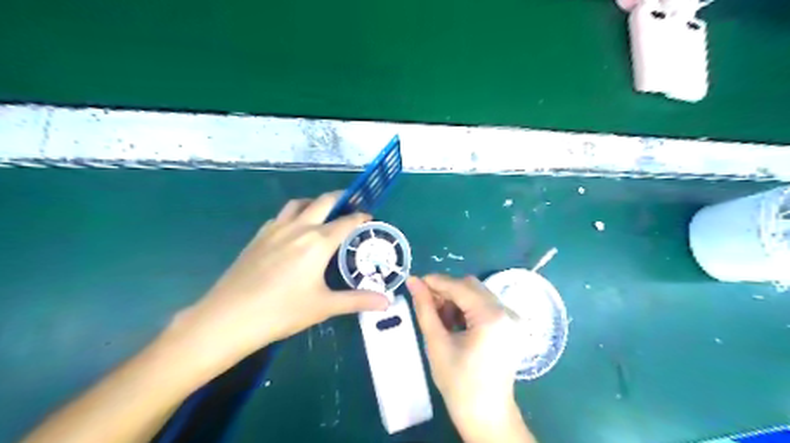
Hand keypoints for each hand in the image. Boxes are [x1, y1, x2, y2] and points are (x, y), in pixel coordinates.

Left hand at [175, 192, 390, 368]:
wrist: (228, 318)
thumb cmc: (281, 311)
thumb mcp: (324, 306)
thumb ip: (358, 300)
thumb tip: (387, 303)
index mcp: (318, 242)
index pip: (346, 222)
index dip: (361, 218)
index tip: (370, 218)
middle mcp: (298, 228)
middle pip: (323, 201)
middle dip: (341, 198)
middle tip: (352, 205)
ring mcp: (275, 229)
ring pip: (298, 204)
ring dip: (315, 203)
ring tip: (324, 214)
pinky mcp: (258, 236)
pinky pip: (281, 216)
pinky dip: (294, 215)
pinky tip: (294, 231)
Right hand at [408, 276, 535, 440]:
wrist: (486, 415)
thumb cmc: (459, 383)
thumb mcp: (437, 343)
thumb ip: (424, 308)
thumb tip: (413, 282)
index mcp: (492, 316)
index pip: (460, 286)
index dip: (435, 281)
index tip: (414, 282)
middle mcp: (507, 311)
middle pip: (471, 286)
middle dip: (446, 291)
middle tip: (425, 303)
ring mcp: (512, 318)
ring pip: (477, 294)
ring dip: (456, 299)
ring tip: (438, 317)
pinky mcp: (510, 326)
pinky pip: (485, 305)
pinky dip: (467, 308)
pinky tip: (454, 323)